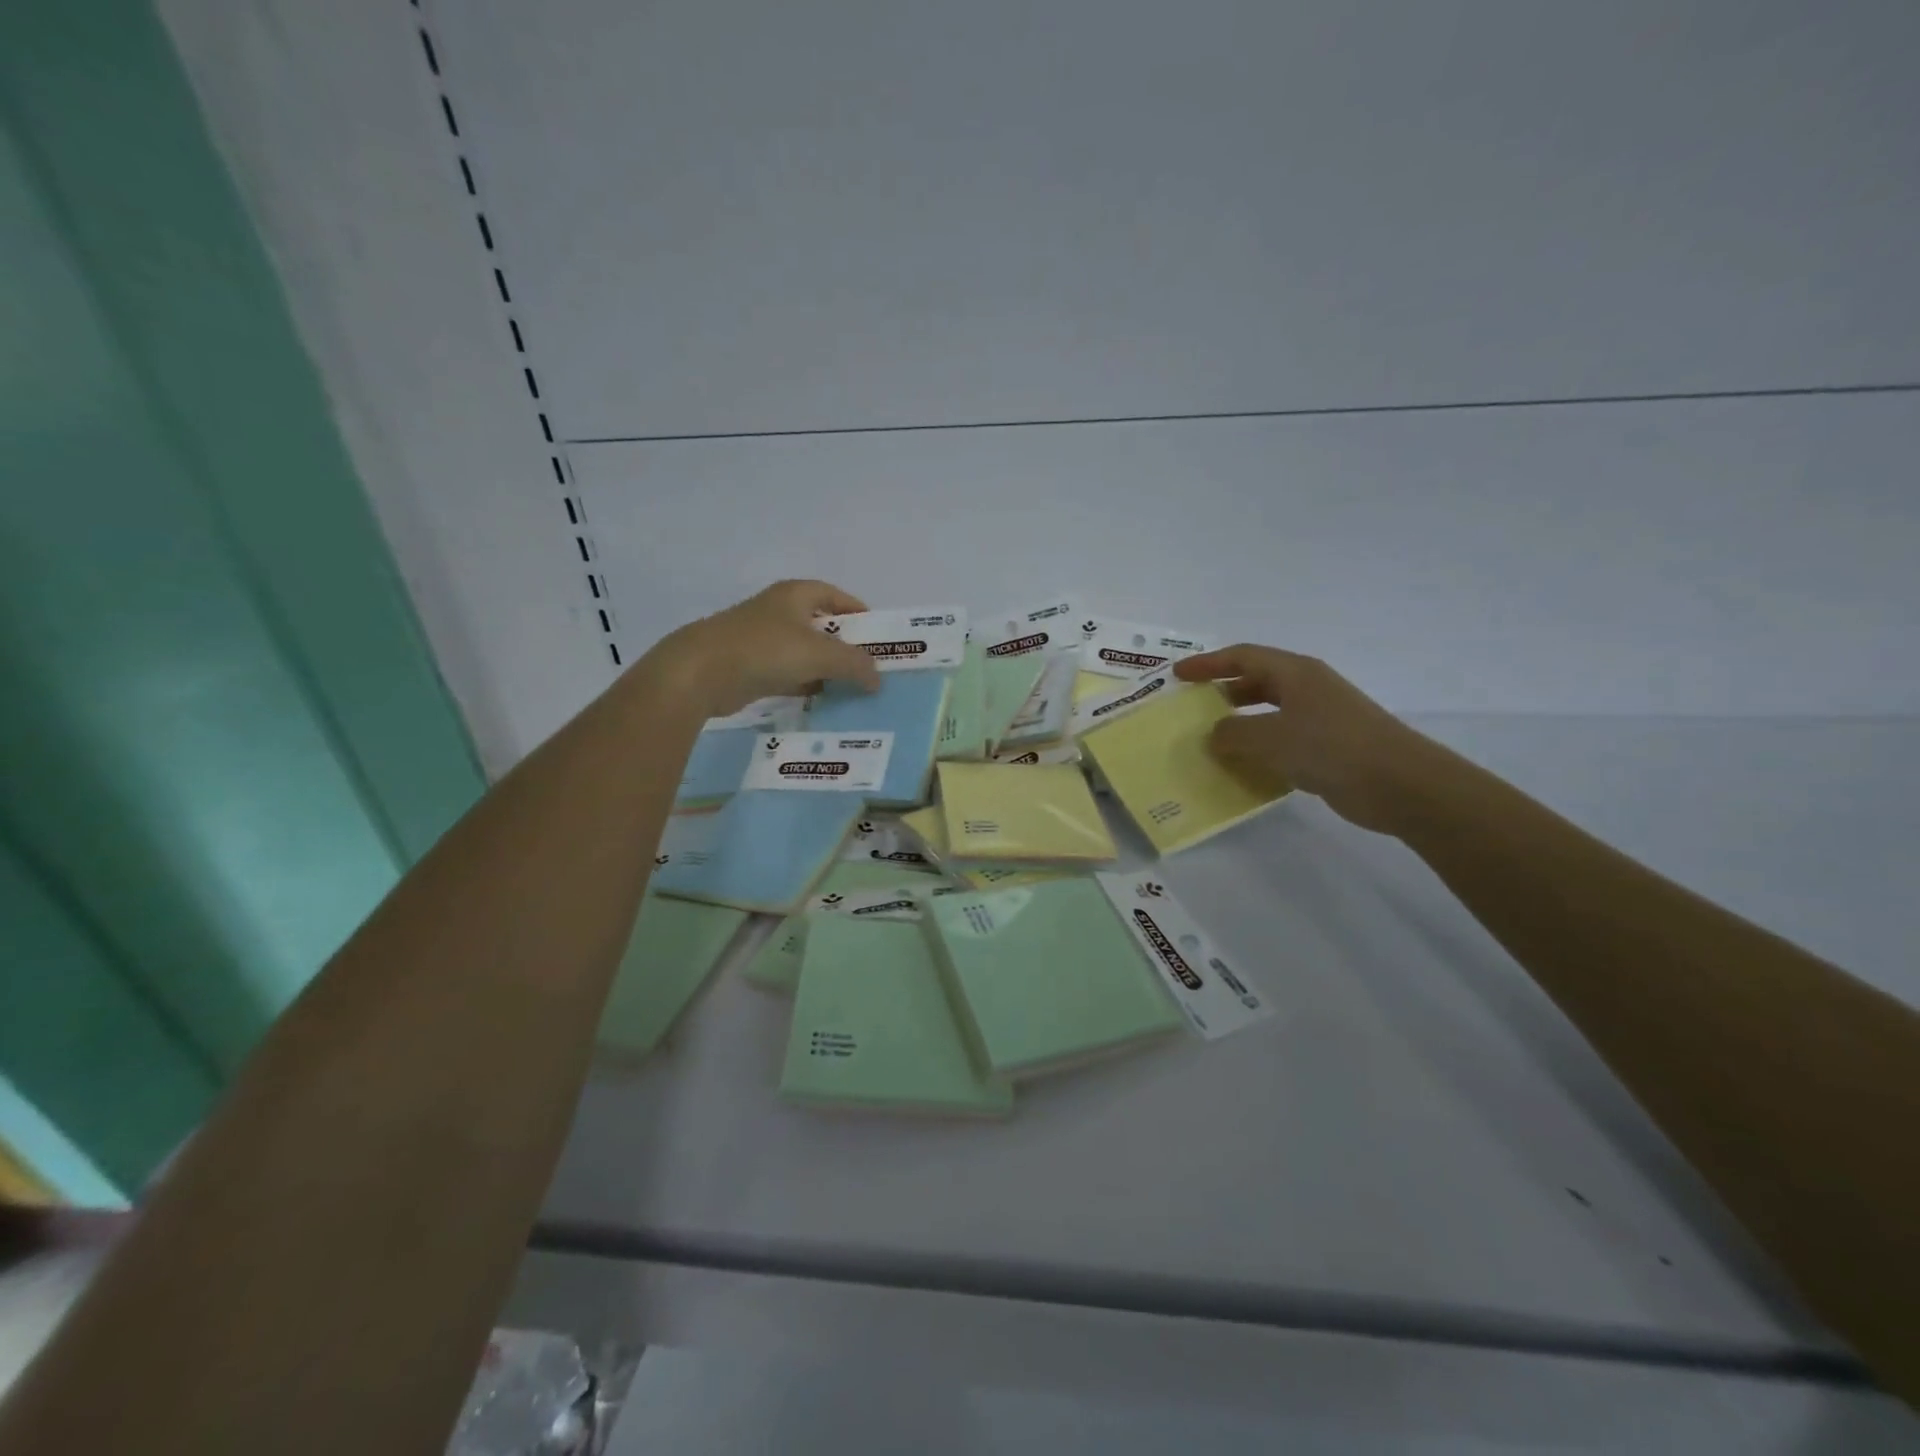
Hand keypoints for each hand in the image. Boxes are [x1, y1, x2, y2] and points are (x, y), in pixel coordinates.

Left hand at [645, 580, 881, 716]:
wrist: (700, 673)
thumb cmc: (765, 650)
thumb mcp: (819, 654)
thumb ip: (854, 664)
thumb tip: (878, 678)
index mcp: (795, 595)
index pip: (835, 595)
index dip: (857, 611)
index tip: (877, 635)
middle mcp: (778, 612)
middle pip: (821, 625)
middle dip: (845, 645)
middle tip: (869, 667)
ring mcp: (761, 640)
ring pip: (804, 653)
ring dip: (826, 669)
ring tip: (852, 689)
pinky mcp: (750, 667)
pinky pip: (787, 675)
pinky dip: (805, 686)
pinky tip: (821, 701)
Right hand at [1175, 645, 1447, 834]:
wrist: (1400, 784)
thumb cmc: (1331, 747)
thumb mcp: (1270, 738)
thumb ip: (1233, 734)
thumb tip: (1214, 735)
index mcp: (1295, 673)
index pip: (1242, 657)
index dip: (1207, 664)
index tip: (1177, 676)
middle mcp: (1307, 688)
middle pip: (1256, 681)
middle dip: (1222, 692)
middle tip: (1192, 708)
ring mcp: (1320, 717)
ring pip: (1269, 712)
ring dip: (1239, 723)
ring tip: (1211, 740)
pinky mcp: (1328, 746)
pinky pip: (1282, 739)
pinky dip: (1259, 748)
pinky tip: (1244, 767)